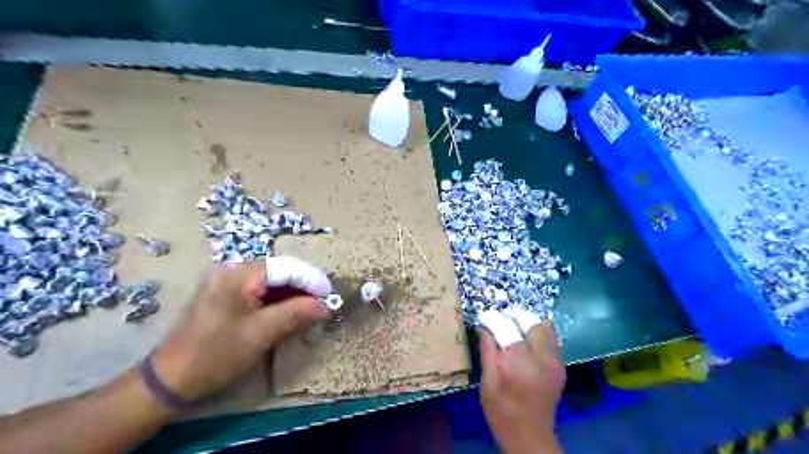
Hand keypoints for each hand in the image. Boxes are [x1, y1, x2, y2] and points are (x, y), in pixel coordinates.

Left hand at [149, 257, 329, 402]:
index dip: (311, 279)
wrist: (171, 379)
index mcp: (238, 276)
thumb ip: (295, 314)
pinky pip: (260, 289)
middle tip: (323, 301)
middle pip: (279, 270)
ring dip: (293, 292)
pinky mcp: (226, 295)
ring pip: (271, 280)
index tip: (330, 295)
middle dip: (303, 284)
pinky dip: (278, 298)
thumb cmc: (216, 354)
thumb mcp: (261, 334)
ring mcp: (227, 282)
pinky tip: (290, 309)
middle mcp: (232, 271)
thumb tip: (325, 306)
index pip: (285, 267)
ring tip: (311, 306)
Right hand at [475, 313, 562, 452]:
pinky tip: (527, 341)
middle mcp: (540, 357)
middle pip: (530, 321)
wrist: (530, 436)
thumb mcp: (487, 382)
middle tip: (500, 321)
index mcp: (518, 362)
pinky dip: (539, 332)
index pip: (506, 326)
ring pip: (545, 326)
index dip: (493, 318)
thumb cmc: (502, 411)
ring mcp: (555, 360)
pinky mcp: (561, 365)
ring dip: (528, 322)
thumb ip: (487, 351)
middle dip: (513, 316)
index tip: (483, 317)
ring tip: (514, 328)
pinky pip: (552, 338)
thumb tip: (483, 327)